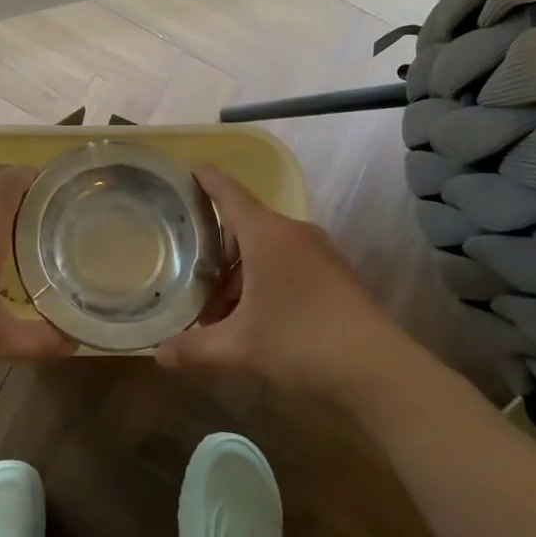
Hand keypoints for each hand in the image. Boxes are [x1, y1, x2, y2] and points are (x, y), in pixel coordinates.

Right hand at [155, 165, 398, 396]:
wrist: (377, 368)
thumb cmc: (299, 341)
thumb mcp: (240, 346)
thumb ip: (195, 347)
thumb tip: (158, 355)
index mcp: (265, 234)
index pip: (229, 193)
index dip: (207, 179)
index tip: (190, 168)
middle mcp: (292, 232)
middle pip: (246, 225)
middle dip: (218, 251)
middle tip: (196, 280)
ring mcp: (319, 250)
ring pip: (268, 247)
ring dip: (242, 272)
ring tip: (225, 311)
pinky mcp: (335, 272)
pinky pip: (289, 260)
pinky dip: (267, 277)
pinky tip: (259, 316)